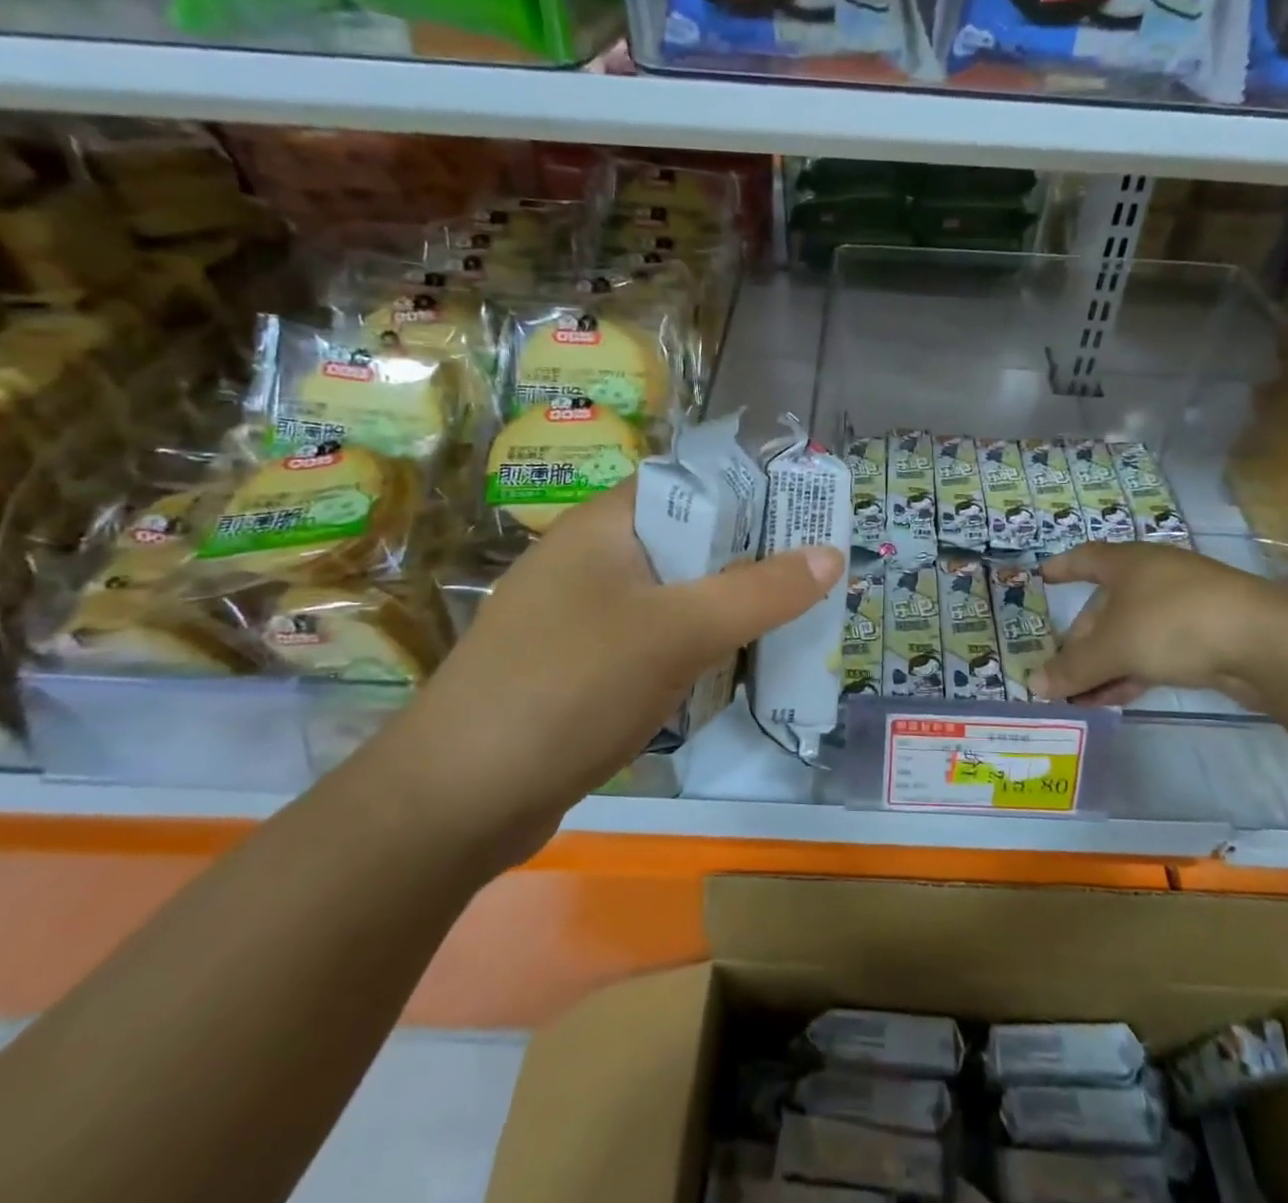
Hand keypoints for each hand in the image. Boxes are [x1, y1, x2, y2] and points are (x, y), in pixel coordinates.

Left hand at [380, 480, 842, 868]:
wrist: (455, 802)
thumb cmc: (570, 688)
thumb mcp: (677, 632)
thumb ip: (760, 592)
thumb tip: (832, 554)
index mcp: (604, 526)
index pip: (690, 484)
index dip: (751, 495)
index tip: (807, 521)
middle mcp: (590, 560)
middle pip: (688, 543)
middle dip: (749, 562)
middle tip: (812, 580)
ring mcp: (580, 616)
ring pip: (672, 597)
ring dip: (724, 611)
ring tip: (787, 625)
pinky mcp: (578, 668)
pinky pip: (652, 642)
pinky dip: (692, 650)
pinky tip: (728, 673)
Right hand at [1028, 541, 1287, 707]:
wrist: (1263, 642)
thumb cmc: (1173, 624)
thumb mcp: (1113, 648)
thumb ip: (1073, 668)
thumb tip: (1034, 684)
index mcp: (1127, 563)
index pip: (1085, 558)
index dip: (1062, 568)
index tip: (1042, 578)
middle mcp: (1153, 577)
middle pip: (1105, 606)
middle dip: (1081, 640)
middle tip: (1060, 671)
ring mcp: (1183, 605)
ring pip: (1131, 632)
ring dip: (1105, 663)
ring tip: (1082, 696)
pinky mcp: (1206, 634)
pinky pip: (1156, 650)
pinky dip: (1133, 670)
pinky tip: (1117, 697)